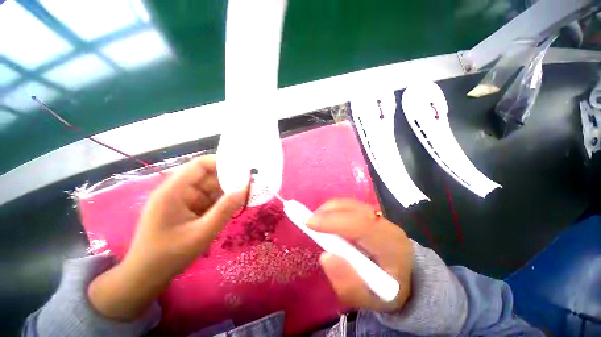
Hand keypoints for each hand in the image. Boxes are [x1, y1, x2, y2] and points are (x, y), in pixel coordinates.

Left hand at [88, 155, 246, 320]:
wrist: (146, 277)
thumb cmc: (170, 255)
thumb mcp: (202, 232)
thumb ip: (225, 209)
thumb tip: (246, 188)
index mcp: (174, 190)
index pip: (200, 165)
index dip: (222, 162)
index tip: (243, 168)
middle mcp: (177, 190)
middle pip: (207, 176)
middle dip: (228, 181)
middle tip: (249, 185)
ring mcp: (181, 200)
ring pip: (209, 189)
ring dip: (225, 193)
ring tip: (244, 197)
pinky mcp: (185, 209)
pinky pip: (207, 200)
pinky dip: (219, 202)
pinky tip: (231, 208)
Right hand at [307, 199, 412, 311]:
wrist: (406, 281)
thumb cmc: (388, 293)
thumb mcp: (370, 301)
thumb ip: (348, 284)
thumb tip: (325, 256)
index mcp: (392, 246)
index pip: (361, 225)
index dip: (333, 221)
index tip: (309, 223)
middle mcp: (387, 225)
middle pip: (354, 208)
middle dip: (328, 211)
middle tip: (309, 222)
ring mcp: (380, 217)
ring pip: (351, 204)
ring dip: (330, 209)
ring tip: (316, 221)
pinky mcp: (372, 215)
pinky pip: (350, 207)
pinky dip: (335, 210)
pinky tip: (327, 220)